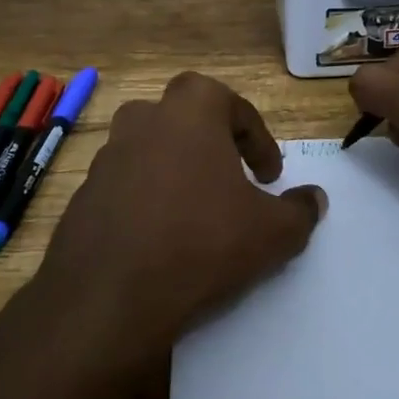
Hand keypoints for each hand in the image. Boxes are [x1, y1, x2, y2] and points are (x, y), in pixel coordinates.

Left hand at [26, 72, 325, 374]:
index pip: (231, 103)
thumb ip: (299, 210)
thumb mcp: (271, 232)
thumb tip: (314, 199)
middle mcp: (144, 119)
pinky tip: (161, 238)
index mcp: (189, 110)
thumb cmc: (202, 243)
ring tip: (198, 212)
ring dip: (176, 171)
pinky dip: (146, 200)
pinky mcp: (84, 193)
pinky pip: (125, 186)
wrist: (111, 295)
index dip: (258, 139)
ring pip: (151, 150)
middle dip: (212, 145)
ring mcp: (107, 156)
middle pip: (184, 119)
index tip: (270, 177)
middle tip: (232, 182)